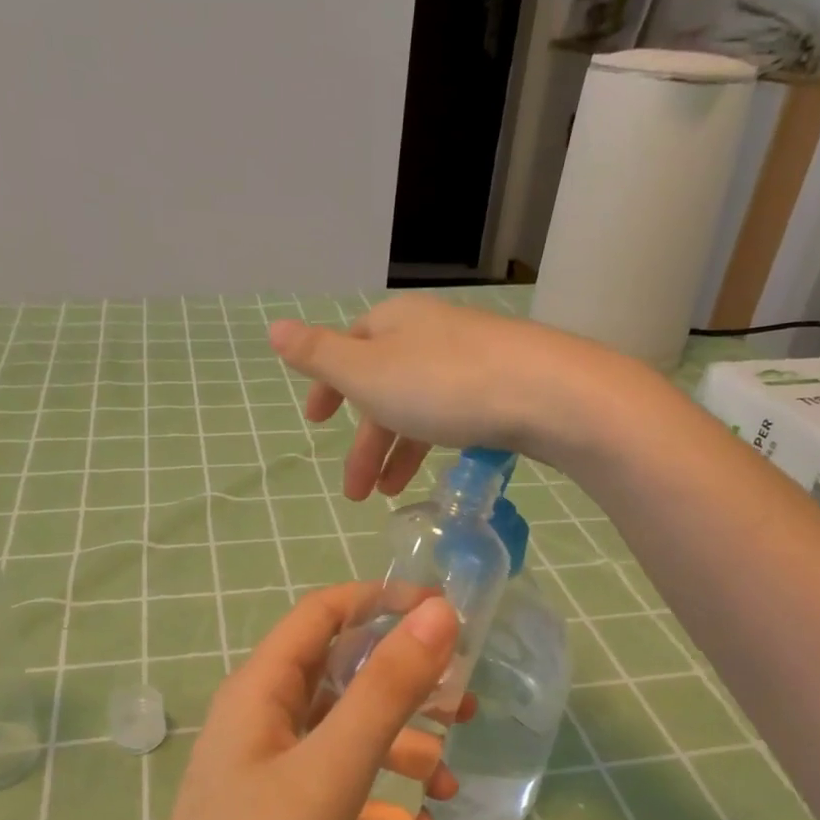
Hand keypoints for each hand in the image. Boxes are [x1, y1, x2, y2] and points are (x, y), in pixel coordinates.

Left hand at [129, 584, 463, 819]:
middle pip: (342, 676)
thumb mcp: (331, 770)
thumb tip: (439, 614)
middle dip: (405, 686)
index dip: (383, 602)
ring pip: (347, 737)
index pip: (324, 614)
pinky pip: (340, 792)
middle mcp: (263, 720)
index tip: (447, 616)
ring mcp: (270, 773)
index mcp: (261, 689)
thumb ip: (386, 690)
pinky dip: (380, 805)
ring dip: (400, 750)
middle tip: (464, 706)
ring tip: (449, 782)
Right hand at [267, 293, 628, 498]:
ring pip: (419, 407)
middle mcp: (431, 334)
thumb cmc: (444, 384)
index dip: (329, 386)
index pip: (350, 349)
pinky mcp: (503, 387)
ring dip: (397, 452)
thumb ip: (319, 356)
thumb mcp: (368, 373)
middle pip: (384, 387)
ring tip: (388, 495)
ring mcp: (472, 359)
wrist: (546, 394)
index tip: (316, 422)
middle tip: (354, 493)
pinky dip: (434, 445)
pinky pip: (453, 416)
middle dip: (365, 442)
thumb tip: (274, 328)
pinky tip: (436, 471)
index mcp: (394, 324)